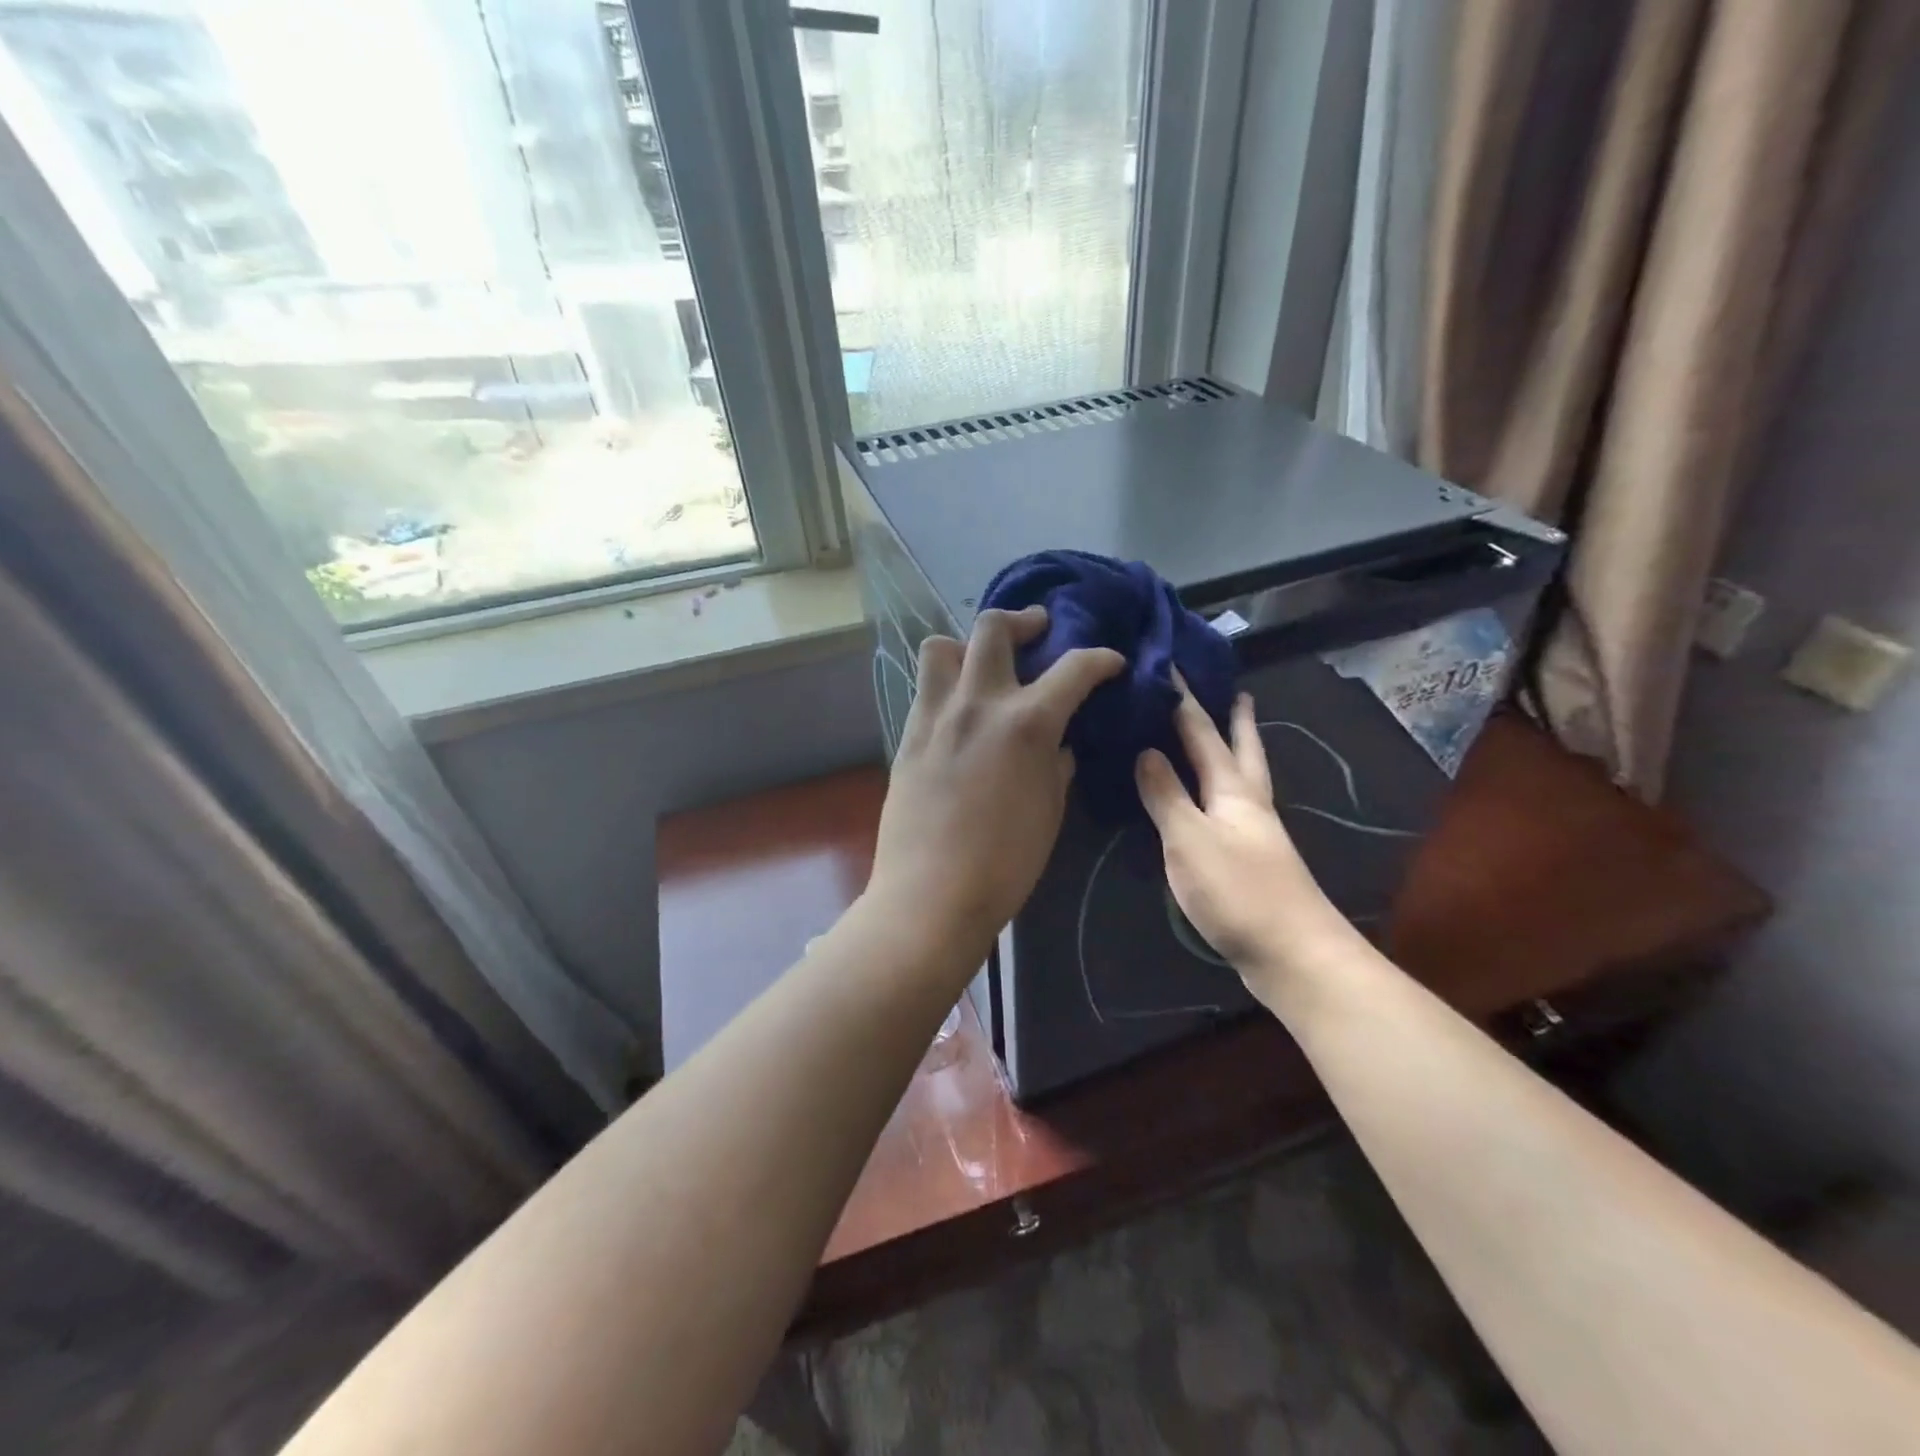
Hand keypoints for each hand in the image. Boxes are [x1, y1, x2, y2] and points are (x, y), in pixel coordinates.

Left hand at [868, 607, 1123, 956]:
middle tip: (1038, 631)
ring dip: (968, 645)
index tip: (1111, 662)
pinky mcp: (907, 735)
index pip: (1073, 668)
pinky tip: (961, 711)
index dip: (1100, 659)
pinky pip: (926, 688)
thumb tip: (1059, 744)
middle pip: (993, 628)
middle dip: (1023, 620)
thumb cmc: (1005, 863)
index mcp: (1026, 722)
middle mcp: (978, 703)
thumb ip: (1058, 764)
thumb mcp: (1050, 810)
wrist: (931, 894)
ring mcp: (935, 715)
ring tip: (984, 666)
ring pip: (941, 646)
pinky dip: (947, 684)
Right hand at [1134, 682, 1346, 984]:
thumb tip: (1146, 750)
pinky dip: (1225, 789)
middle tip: (1237, 691)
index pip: (1204, 733)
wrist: (1294, 953)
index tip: (1172, 666)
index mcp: (1233, 790)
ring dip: (1238, 752)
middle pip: (1243, 750)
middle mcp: (1251, 803)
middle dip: (1237, 720)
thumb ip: (1166, 794)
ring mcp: (1257, 833)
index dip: (1185, 701)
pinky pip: (1236, 807)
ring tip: (1230, 736)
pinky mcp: (1255, 860)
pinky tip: (1215, 801)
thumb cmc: (1238, 890)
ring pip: (1246, 778)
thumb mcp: (1189, 838)